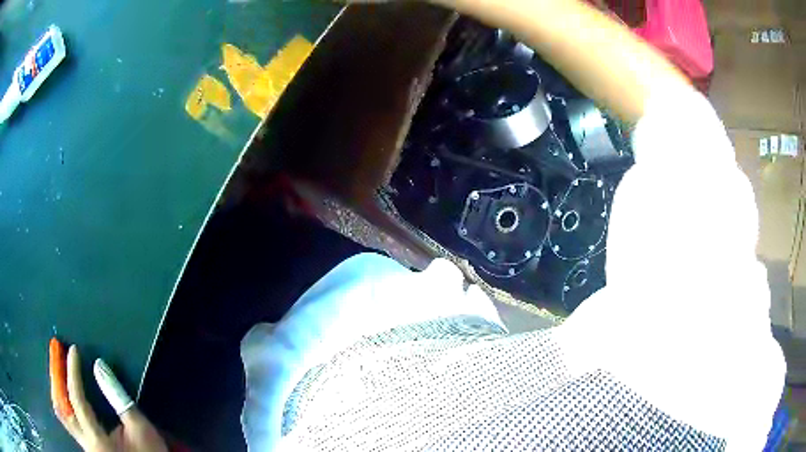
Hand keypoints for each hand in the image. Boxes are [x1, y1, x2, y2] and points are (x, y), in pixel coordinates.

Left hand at [49, 339, 167, 451]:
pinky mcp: (88, 446)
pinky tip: (66, 391)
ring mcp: (85, 446)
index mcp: (97, 439)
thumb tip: (99, 365)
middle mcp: (86, 443)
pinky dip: (64, 401)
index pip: (76, 399)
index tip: (73, 350)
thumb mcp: (140, 428)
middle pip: (61, 408)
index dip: (73, 372)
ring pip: (62, 415)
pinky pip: (68, 420)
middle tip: (58, 355)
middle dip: (57, 379)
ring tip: (59, 369)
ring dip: (57, 389)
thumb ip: (119, 398)